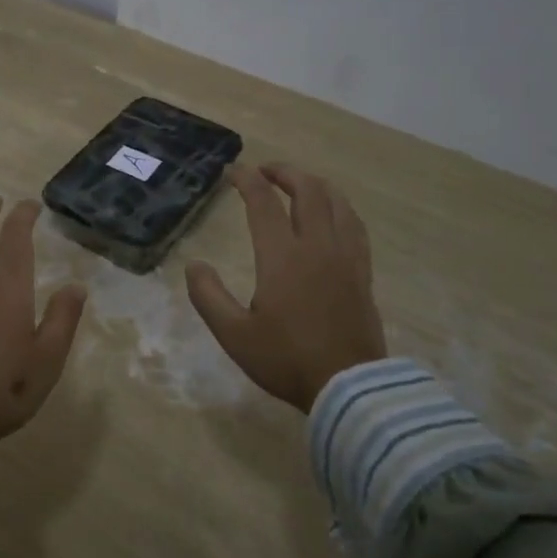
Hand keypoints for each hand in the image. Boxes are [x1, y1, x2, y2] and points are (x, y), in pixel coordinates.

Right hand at [185, 164, 387, 413]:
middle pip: (308, 191)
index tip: (234, 171)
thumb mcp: (234, 334)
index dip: (248, 180)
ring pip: (337, 203)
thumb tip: (194, 265)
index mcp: (282, 257)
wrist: (348, 386)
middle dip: (285, 173)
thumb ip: (208, 296)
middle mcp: (317, 246)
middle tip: (266, 171)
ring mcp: (345, 257)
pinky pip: (355, 226)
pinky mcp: (362, 272)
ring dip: (316, 185)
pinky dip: (340, 208)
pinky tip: (334, 215)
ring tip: (300, 185)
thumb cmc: (286, 359)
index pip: (264, 202)